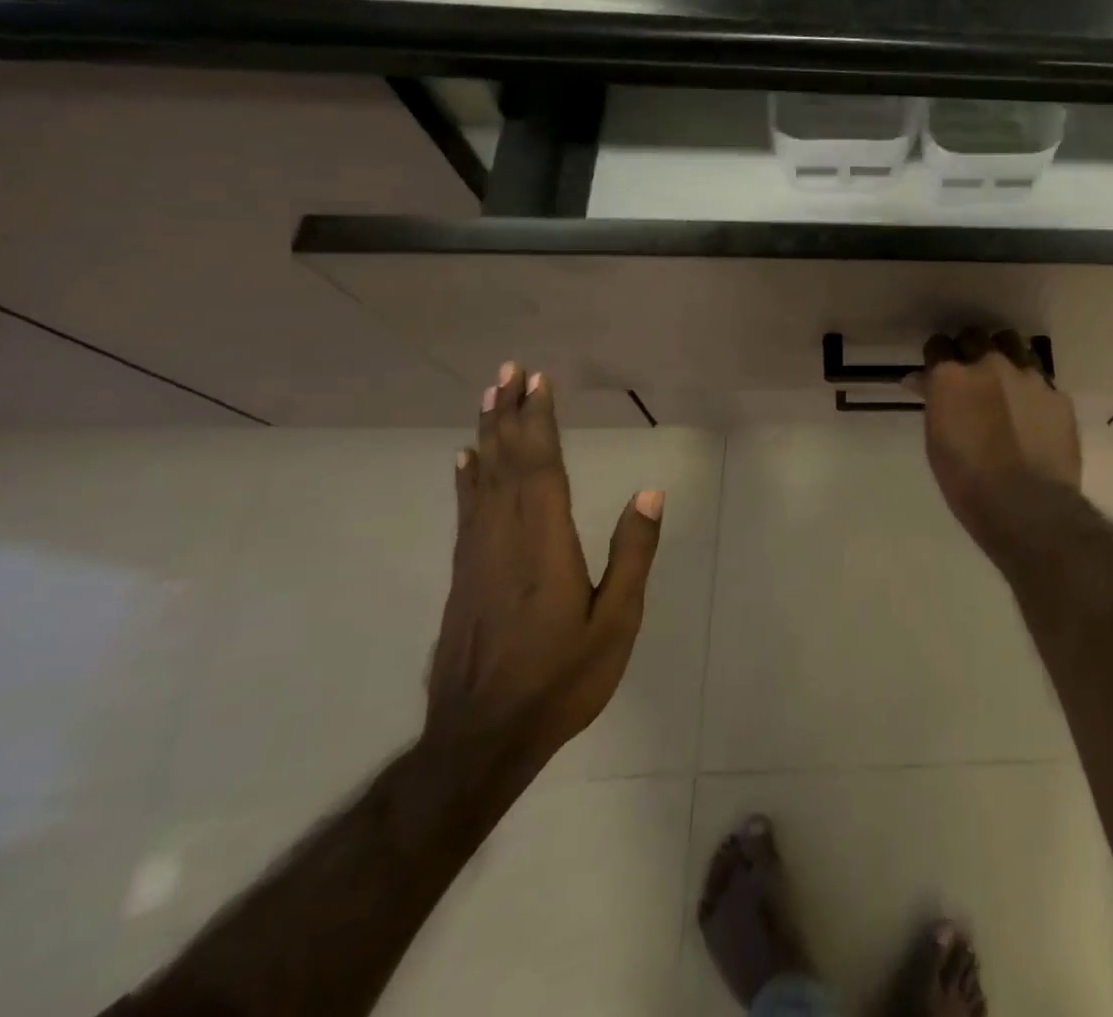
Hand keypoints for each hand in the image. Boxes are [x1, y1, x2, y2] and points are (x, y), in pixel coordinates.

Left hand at [425, 363, 662, 763]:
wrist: (479, 741)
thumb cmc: (560, 681)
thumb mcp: (615, 623)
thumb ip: (632, 555)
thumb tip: (649, 494)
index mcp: (544, 545)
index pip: (540, 467)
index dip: (538, 420)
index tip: (538, 381)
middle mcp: (503, 539)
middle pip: (505, 463)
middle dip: (508, 413)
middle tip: (509, 370)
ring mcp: (476, 557)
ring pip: (481, 480)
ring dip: (487, 434)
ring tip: (489, 396)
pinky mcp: (463, 576)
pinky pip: (466, 510)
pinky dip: (467, 477)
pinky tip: (465, 459)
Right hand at [915, 328, 1081, 534]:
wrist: (1028, 507)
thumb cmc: (968, 483)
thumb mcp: (937, 443)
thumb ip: (934, 403)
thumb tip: (923, 381)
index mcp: (952, 377)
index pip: (938, 345)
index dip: (937, 357)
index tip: (937, 371)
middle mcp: (990, 365)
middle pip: (975, 336)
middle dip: (969, 349)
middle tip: (969, 373)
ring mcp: (1029, 376)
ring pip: (1013, 345)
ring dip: (1003, 356)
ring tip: (1003, 381)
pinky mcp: (1058, 394)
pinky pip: (1040, 379)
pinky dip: (1030, 389)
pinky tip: (1031, 411)